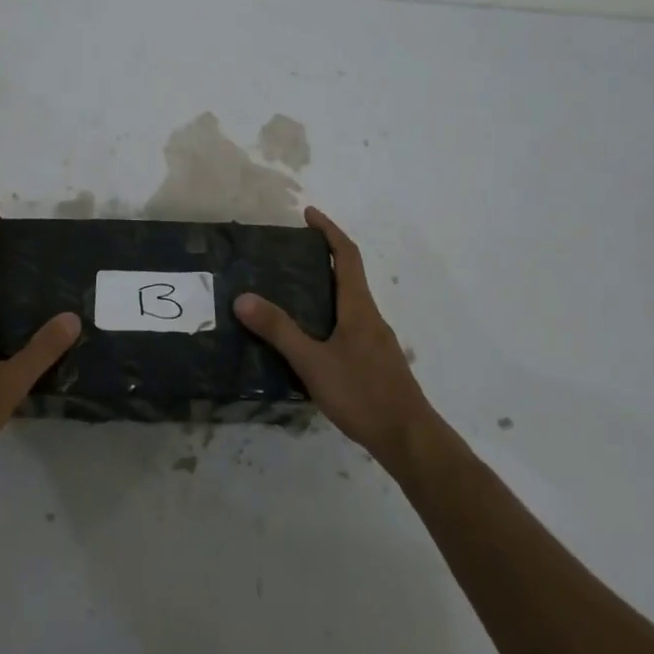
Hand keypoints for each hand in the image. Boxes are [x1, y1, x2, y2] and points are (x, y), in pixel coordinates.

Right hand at [235, 206, 435, 475]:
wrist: (409, 439)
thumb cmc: (363, 394)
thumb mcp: (313, 362)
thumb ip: (279, 331)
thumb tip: (243, 298)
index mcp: (358, 307)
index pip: (347, 256)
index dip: (329, 231)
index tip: (309, 214)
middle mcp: (370, 317)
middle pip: (349, 275)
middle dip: (323, 257)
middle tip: (289, 254)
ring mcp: (376, 341)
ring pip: (349, 302)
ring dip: (326, 287)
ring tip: (291, 292)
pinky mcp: (376, 362)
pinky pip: (350, 324)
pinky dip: (329, 315)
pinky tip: (310, 338)